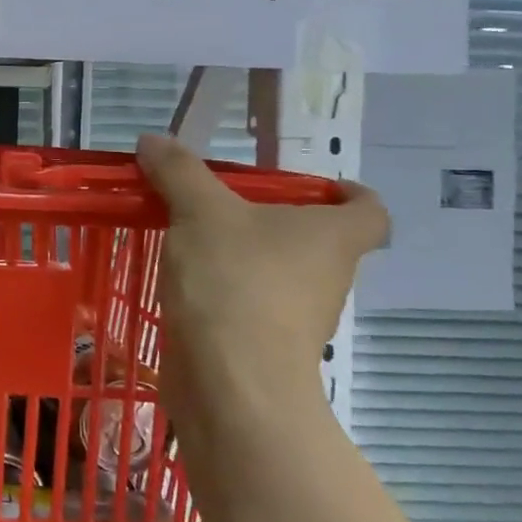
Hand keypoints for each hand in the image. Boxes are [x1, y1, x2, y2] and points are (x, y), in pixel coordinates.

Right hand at [136, 133, 388, 436]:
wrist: (231, 382)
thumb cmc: (234, 282)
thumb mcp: (199, 211)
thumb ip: (178, 171)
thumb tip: (152, 139)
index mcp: (332, 237)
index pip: (369, 210)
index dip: (349, 193)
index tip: (314, 186)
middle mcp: (327, 276)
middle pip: (316, 241)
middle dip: (273, 222)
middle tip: (221, 205)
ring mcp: (299, 318)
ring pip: (279, 275)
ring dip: (244, 258)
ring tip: (189, 240)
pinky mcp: (265, 346)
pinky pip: (250, 306)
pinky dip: (224, 292)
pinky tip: (183, 283)